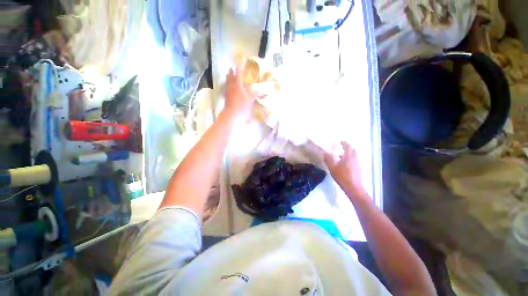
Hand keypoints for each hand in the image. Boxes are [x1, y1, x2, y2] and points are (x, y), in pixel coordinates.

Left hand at [224, 68, 255, 118]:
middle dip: (231, 73)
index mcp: (237, 85)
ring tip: (227, 76)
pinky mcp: (226, 99)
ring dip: (228, 79)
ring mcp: (228, 93)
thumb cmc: (242, 105)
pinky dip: (227, 87)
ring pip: (227, 84)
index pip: (238, 76)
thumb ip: (255, 93)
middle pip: (230, 79)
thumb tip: (260, 89)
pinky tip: (228, 88)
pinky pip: (227, 90)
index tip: (238, 66)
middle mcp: (232, 87)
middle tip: (230, 69)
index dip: (238, 71)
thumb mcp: (250, 99)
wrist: (232, 114)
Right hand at [324, 141, 367, 199]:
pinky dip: (350, 158)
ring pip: (354, 155)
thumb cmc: (342, 176)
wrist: (353, 187)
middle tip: (341, 147)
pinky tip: (345, 163)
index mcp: (348, 156)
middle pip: (353, 149)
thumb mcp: (332, 168)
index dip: (344, 143)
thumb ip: (328, 160)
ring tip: (341, 155)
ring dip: (349, 153)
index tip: (340, 141)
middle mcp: (354, 158)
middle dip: (348, 147)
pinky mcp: (358, 168)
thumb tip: (324, 153)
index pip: (348, 146)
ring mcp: (357, 163)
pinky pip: (355, 159)